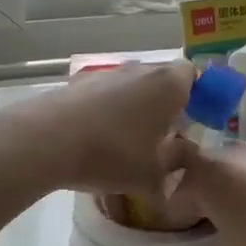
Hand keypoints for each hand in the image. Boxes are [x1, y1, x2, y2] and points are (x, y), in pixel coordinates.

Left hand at [0, 61, 195, 197]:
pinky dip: (107, 110)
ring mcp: (106, 73)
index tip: (194, 122)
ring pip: (132, 86)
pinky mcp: (78, 83)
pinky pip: (104, 93)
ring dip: (135, 107)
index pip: (194, 75)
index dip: (198, 96)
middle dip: (166, 104)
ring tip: (128, 142)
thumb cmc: (111, 154)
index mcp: (168, 84)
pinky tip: (97, 139)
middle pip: (162, 79)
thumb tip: (181, 165)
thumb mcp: (152, 176)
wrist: (46, 140)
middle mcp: (140, 69)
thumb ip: (174, 169)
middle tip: (164, 137)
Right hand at [158, 138, 245, 245]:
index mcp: (207, 175)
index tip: (171, 241)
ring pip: (225, 173)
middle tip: (193, 238)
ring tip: (226, 234)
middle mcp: (230, 155)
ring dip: (220, 197)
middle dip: (191, 203)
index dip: (166, 216)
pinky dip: (245, 195)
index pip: (169, 190)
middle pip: (195, 174)